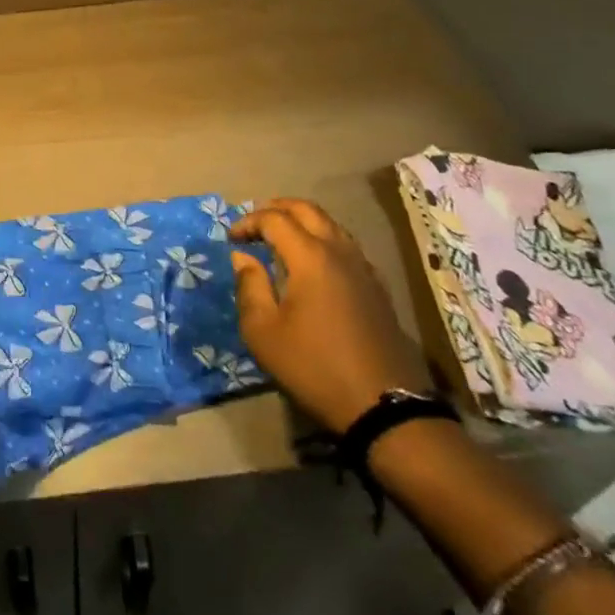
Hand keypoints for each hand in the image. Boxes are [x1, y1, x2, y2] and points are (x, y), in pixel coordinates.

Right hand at [229, 198, 430, 432]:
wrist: (384, 406)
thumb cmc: (314, 367)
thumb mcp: (263, 333)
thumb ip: (249, 287)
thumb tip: (243, 257)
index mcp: (310, 257)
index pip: (275, 219)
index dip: (248, 221)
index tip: (231, 239)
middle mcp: (339, 252)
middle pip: (308, 210)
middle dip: (277, 208)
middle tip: (255, 221)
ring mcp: (363, 268)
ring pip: (331, 225)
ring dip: (302, 222)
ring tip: (281, 237)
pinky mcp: (377, 287)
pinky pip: (345, 246)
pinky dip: (322, 240)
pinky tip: (312, 264)